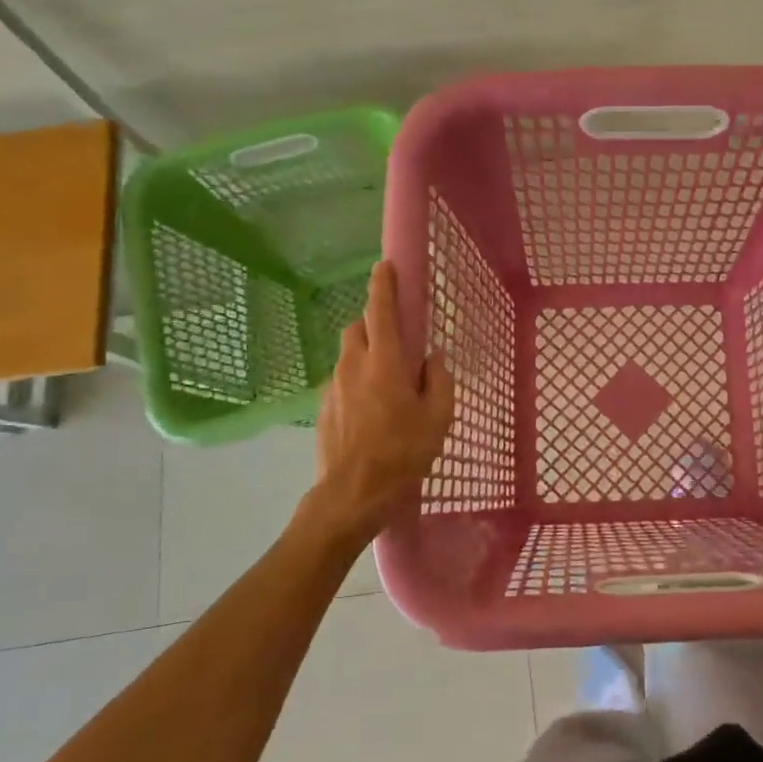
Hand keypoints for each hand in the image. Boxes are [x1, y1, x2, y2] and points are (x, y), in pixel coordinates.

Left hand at [309, 262, 454, 546]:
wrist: (351, 496)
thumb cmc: (403, 454)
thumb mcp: (438, 418)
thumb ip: (439, 380)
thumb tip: (433, 358)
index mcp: (386, 362)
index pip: (381, 311)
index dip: (384, 285)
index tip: (386, 265)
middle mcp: (354, 366)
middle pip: (358, 328)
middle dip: (374, 324)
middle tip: (396, 342)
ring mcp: (333, 387)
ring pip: (348, 356)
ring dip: (366, 356)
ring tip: (386, 385)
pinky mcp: (323, 408)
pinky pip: (342, 382)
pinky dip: (356, 383)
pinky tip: (371, 412)